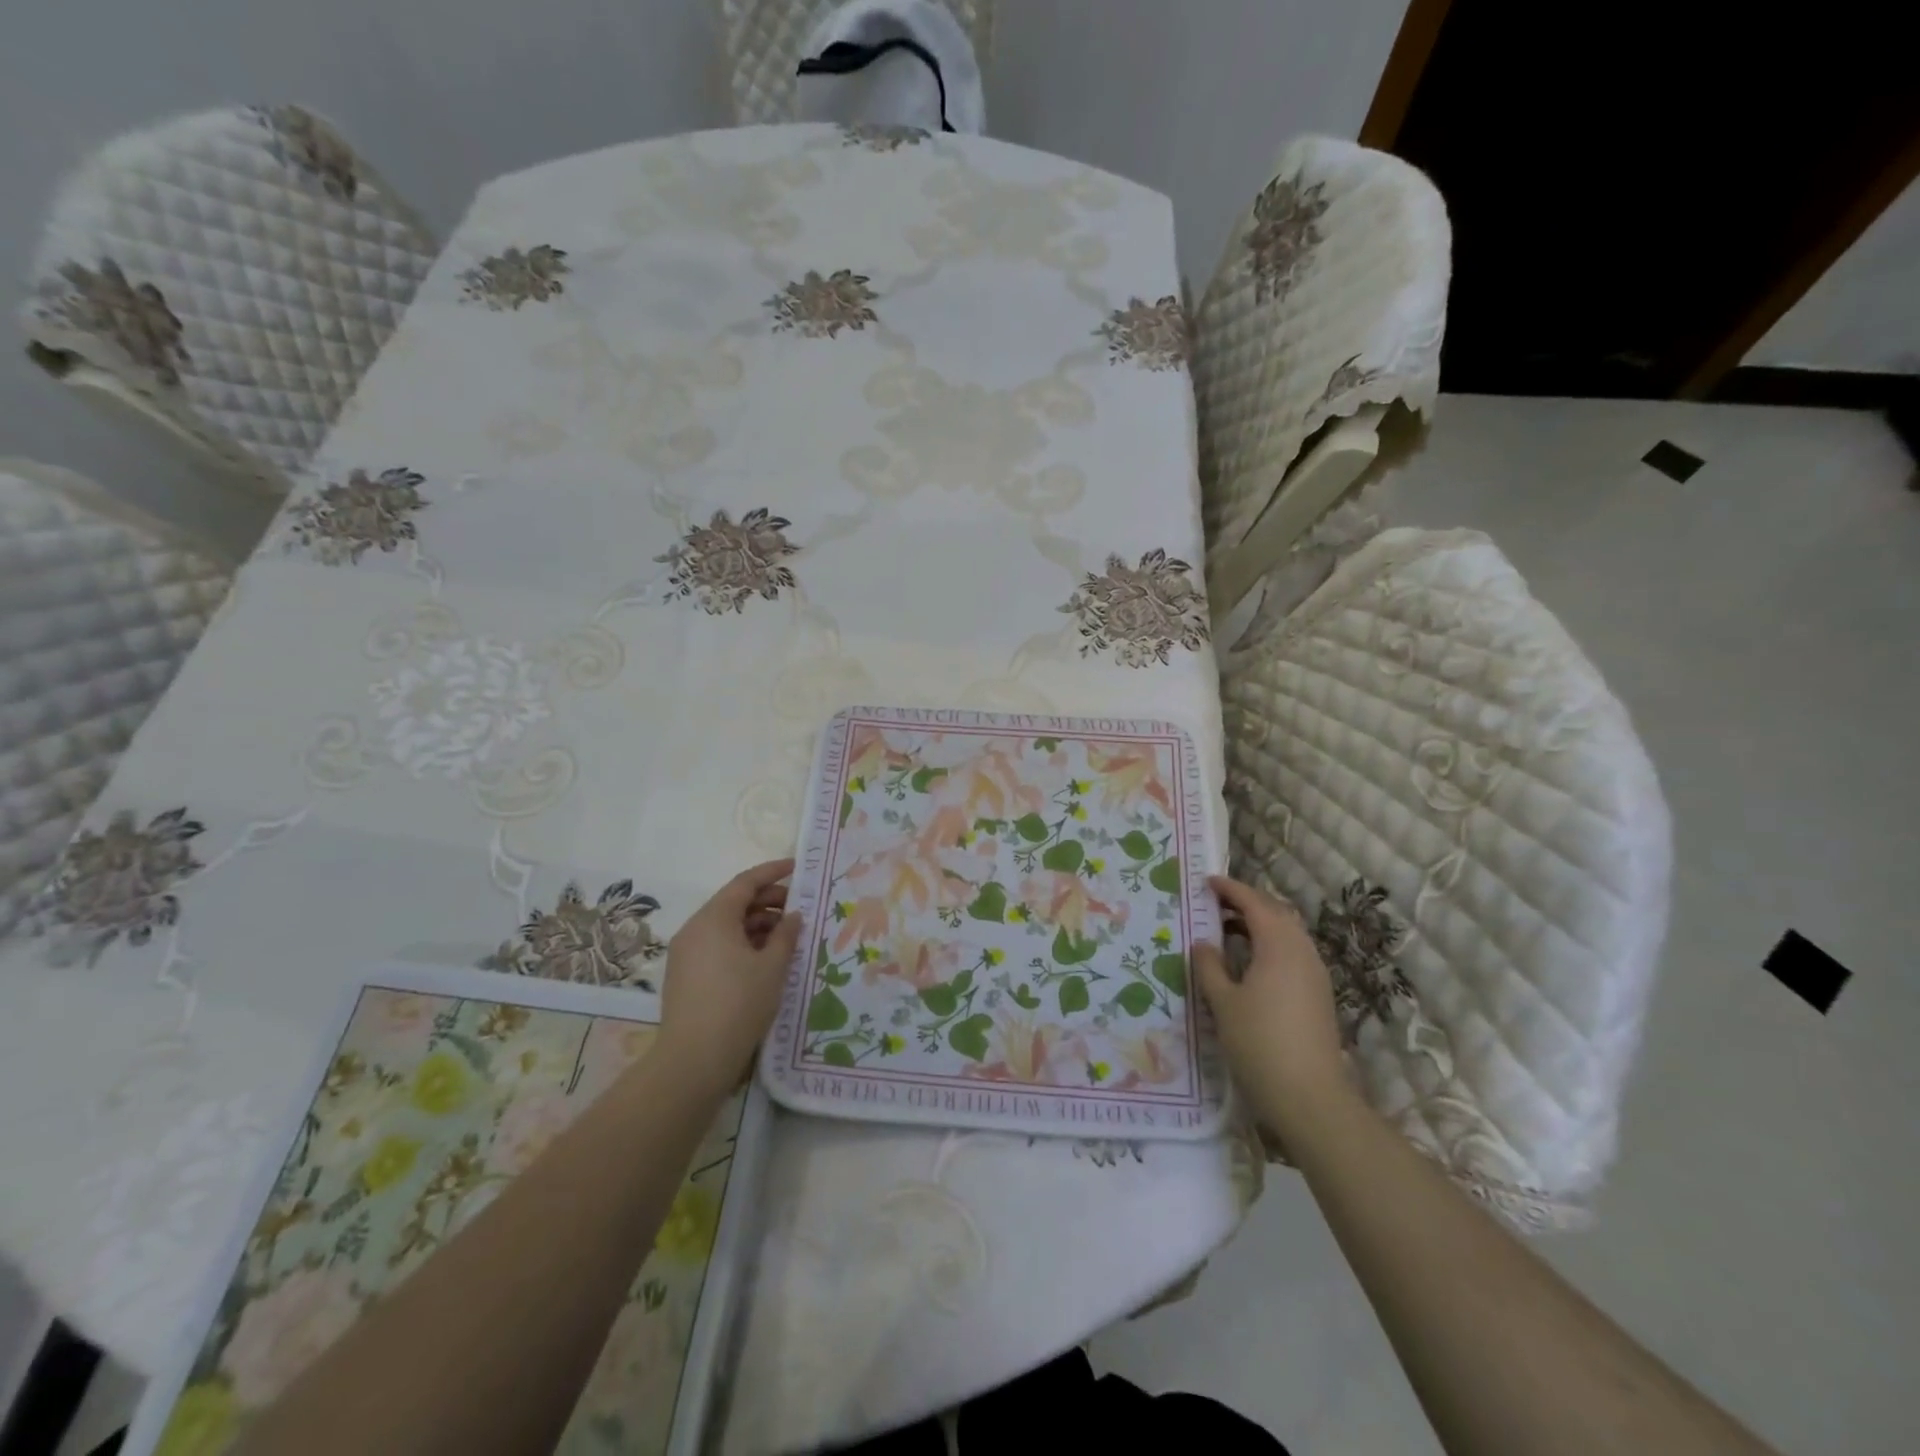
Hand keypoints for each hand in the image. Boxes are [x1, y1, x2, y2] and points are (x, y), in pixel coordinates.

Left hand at [658, 858, 802, 1096]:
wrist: (693, 1059)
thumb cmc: (739, 1004)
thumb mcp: (772, 967)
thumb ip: (786, 935)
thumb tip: (793, 916)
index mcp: (714, 918)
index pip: (745, 882)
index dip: (773, 872)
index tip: (796, 867)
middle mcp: (695, 928)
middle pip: (734, 902)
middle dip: (767, 901)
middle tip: (798, 908)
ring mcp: (686, 953)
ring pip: (725, 926)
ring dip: (756, 924)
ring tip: (786, 936)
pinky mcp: (685, 975)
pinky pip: (717, 945)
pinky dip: (741, 943)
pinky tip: (764, 958)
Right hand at [1193, 874, 1348, 1137]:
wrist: (1311, 1097)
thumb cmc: (1260, 1042)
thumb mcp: (1223, 1003)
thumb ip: (1209, 966)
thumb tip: (1202, 943)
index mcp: (1278, 945)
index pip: (1254, 903)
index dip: (1230, 889)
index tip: (1207, 881)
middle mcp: (1301, 951)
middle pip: (1276, 913)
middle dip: (1247, 903)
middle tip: (1215, 904)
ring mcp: (1315, 974)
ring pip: (1287, 933)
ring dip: (1259, 924)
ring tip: (1227, 931)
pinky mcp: (1318, 994)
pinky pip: (1293, 953)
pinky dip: (1270, 945)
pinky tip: (1249, 963)